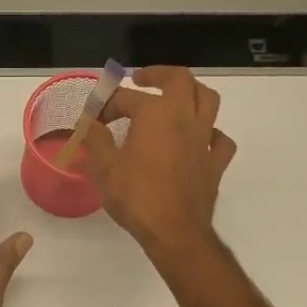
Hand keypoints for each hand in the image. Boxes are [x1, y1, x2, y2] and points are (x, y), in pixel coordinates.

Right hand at [84, 67, 236, 255]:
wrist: (174, 232)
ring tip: (175, 98)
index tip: (92, 119)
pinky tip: (198, 139)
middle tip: (140, 79)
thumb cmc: (136, 196)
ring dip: (191, 92)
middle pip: (179, 79)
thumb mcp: (104, 167)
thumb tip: (87, 122)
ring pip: (207, 100)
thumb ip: (95, 138)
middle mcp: (184, 117)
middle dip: (157, 74)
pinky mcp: (216, 162)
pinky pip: (220, 138)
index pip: (125, 98)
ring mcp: (205, 139)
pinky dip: (210, 133)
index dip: (105, 105)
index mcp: (155, 113)